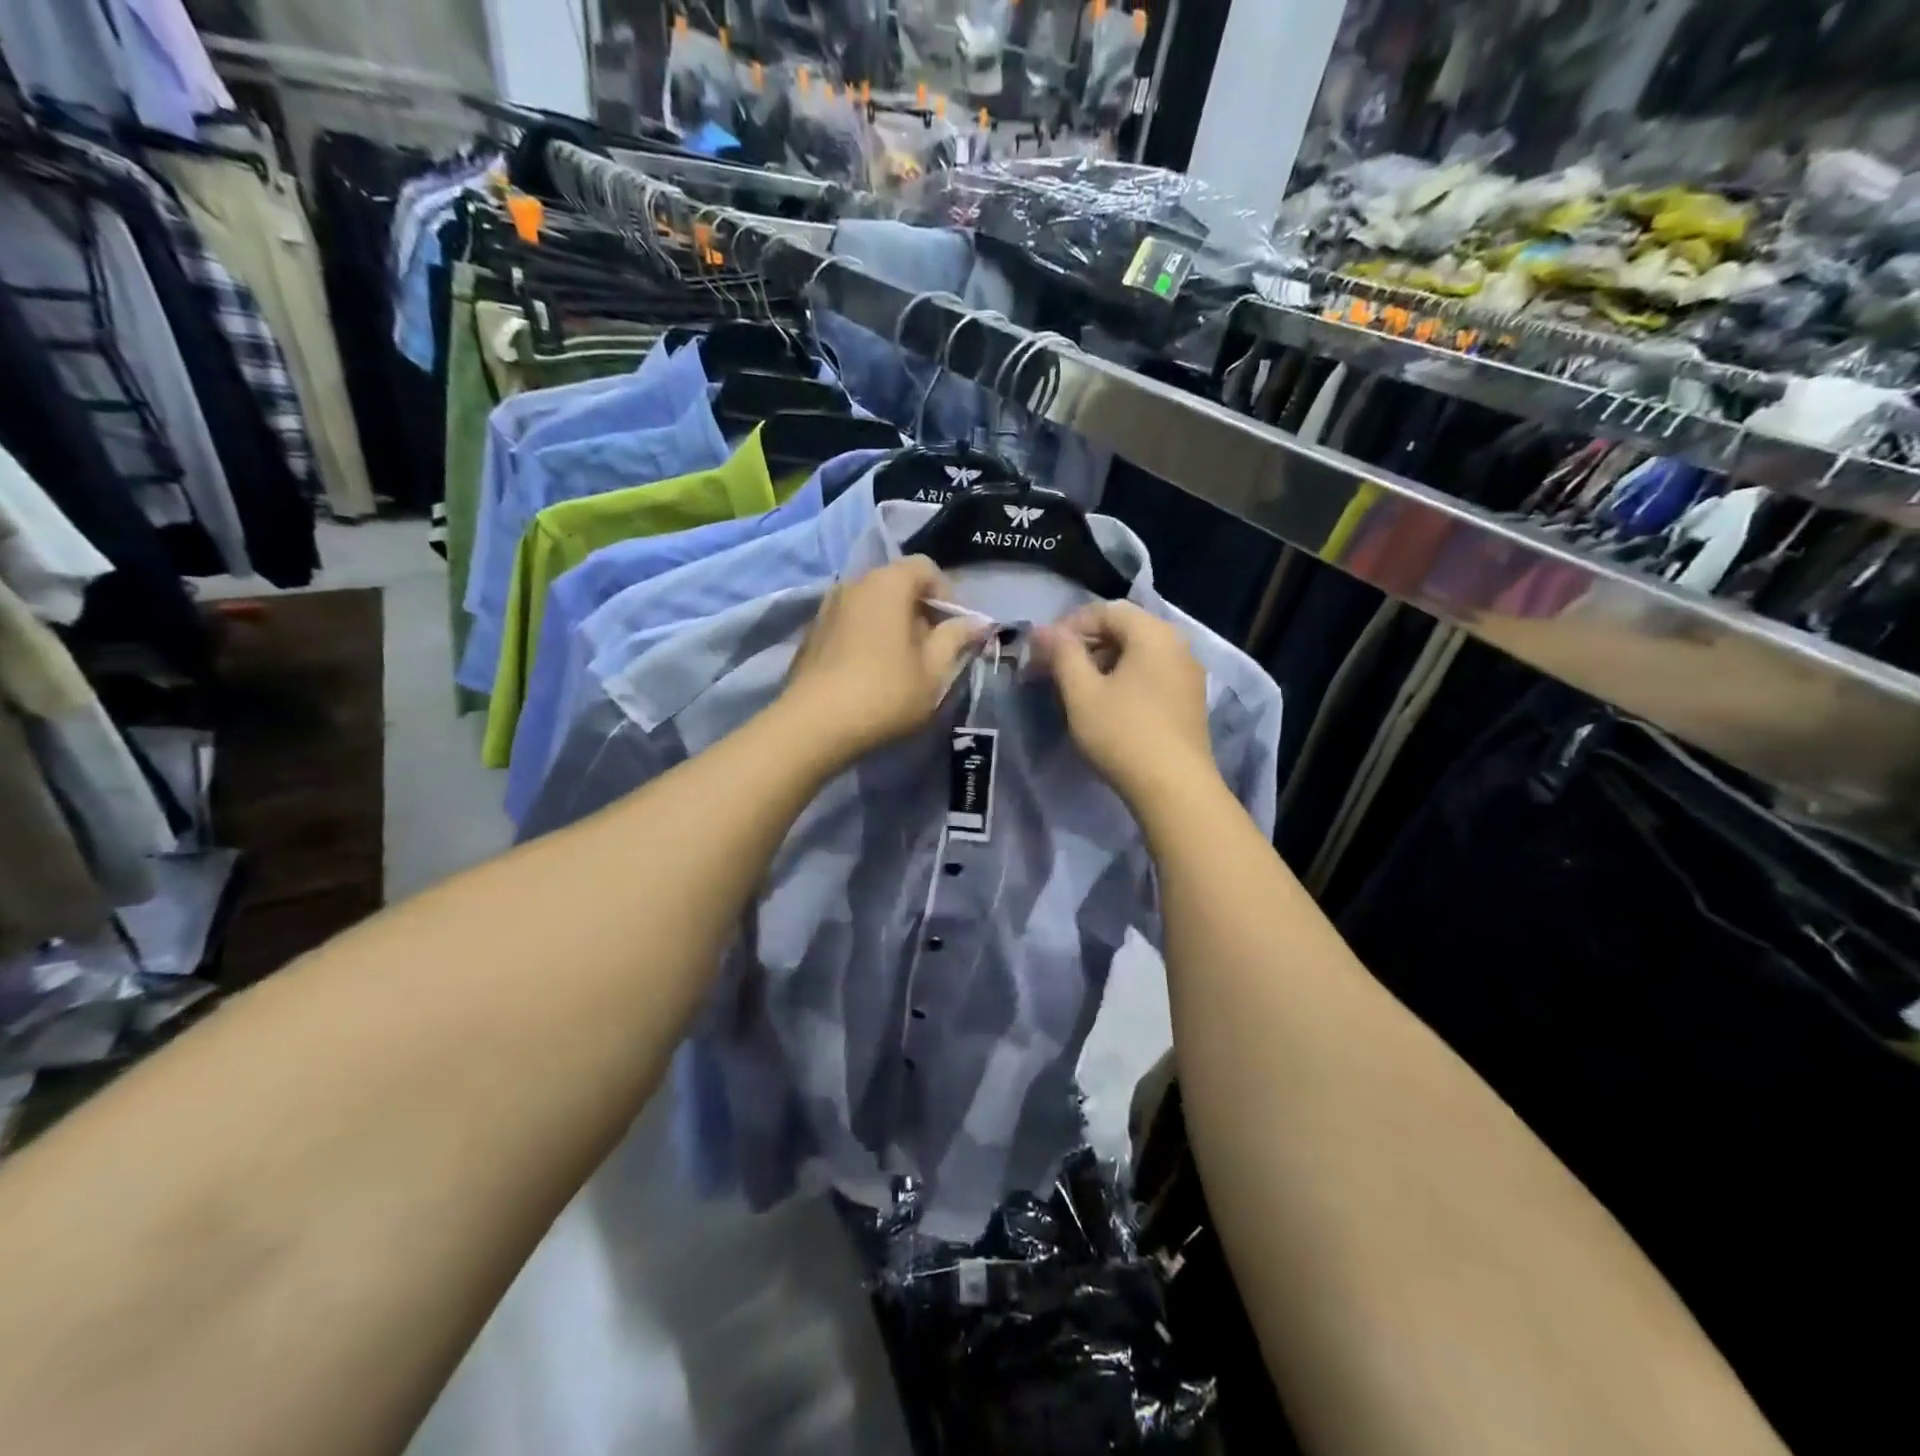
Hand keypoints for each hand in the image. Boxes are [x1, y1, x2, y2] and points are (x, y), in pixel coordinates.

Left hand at [778, 557, 986, 766]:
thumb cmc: (885, 692)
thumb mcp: (933, 670)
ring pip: (871, 604)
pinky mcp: (811, 632)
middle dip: (919, 610)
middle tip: (931, 650)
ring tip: (900, 663)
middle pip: (896, 584)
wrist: (815, 724)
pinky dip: (866, 636)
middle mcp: (853, 583)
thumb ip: (955, 638)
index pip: (925, 567)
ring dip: (891, 624)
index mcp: (888, 583)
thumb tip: (975, 622)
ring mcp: (827, 607)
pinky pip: (849, 622)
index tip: (952, 630)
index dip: (946, 595)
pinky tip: (869, 672)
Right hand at [1033, 602, 1218, 810]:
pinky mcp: (1190, 701)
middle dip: (1085, 645)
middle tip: (1054, 670)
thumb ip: (1062, 654)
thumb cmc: (1122, 733)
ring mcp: (1188, 674)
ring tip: (1076, 690)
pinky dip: (1125, 680)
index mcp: (1153, 633)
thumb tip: (1044, 630)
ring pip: (1138, 654)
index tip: (1043, 652)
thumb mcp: (1082, 692)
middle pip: (1124, 630)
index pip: (1106, 610)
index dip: (1069, 626)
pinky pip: (1151, 675)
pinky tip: (1107, 706)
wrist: (1174, 789)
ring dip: (1103, 663)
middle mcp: (1178, 644)